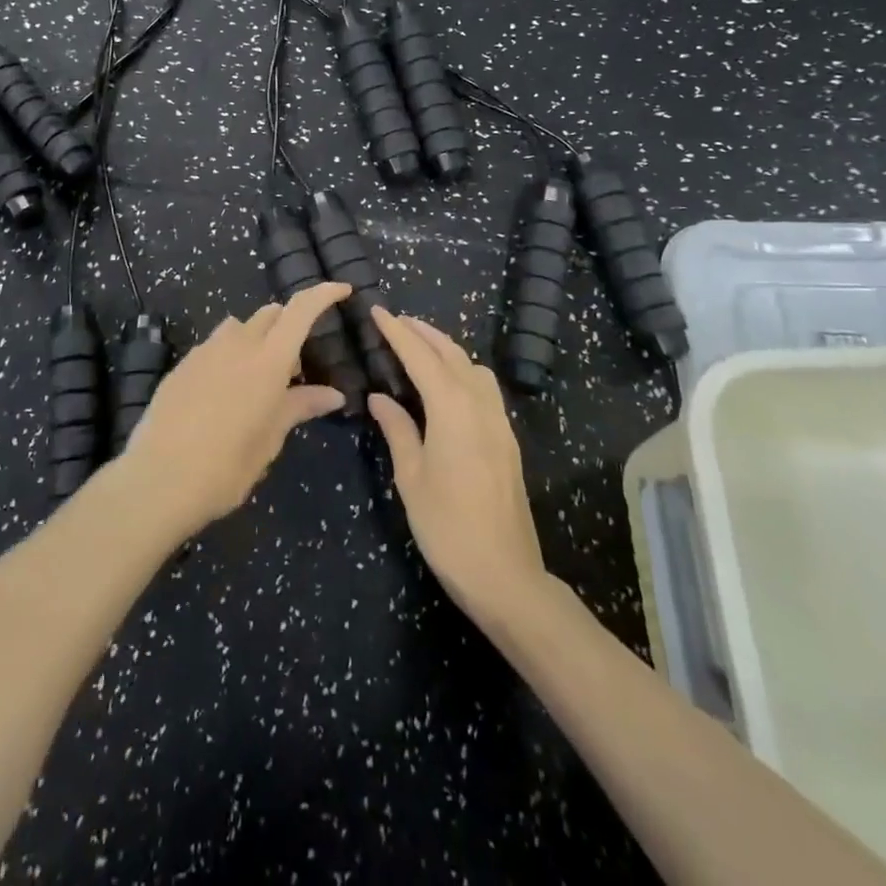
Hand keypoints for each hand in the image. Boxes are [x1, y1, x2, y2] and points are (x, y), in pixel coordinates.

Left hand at [117, 282, 351, 538]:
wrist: (158, 479)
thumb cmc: (226, 466)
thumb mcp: (270, 439)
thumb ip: (300, 407)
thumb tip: (334, 394)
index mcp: (268, 360)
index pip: (301, 310)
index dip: (323, 294)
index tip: (342, 290)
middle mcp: (238, 344)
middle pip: (271, 314)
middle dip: (289, 326)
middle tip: (295, 369)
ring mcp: (205, 351)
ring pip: (240, 326)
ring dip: (257, 338)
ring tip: (258, 380)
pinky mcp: (182, 364)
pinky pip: (215, 345)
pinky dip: (230, 355)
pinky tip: (225, 392)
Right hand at [367, 309, 548, 624]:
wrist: (505, 575)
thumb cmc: (447, 527)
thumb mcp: (411, 478)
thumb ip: (397, 430)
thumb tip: (380, 397)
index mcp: (452, 409)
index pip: (421, 358)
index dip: (398, 333)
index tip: (378, 311)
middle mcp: (480, 406)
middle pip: (452, 354)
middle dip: (424, 333)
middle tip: (397, 321)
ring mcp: (499, 422)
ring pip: (473, 368)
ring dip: (447, 350)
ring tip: (421, 347)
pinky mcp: (507, 440)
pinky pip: (484, 388)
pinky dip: (463, 371)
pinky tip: (448, 385)